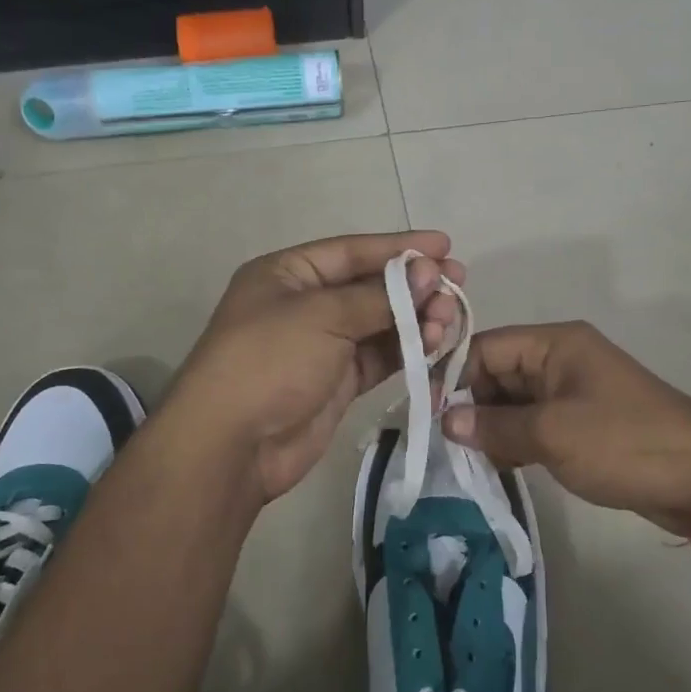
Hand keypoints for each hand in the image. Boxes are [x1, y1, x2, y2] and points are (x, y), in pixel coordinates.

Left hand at [166, 231, 464, 504]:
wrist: (232, 445)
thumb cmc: (269, 361)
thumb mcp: (323, 316)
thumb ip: (380, 296)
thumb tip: (430, 276)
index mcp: (288, 274)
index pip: (352, 250)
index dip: (400, 247)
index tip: (446, 246)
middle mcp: (305, 304)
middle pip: (370, 286)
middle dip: (415, 286)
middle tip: (458, 286)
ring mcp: (321, 345)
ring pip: (380, 323)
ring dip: (416, 319)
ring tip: (450, 320)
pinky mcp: (337, 382)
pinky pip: (379, 357)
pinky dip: (408, 351)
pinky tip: (437, 345)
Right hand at [444, 322, 690, 535]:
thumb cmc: (622, 442)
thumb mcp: (551, 433)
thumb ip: (493, 425)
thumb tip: (445, 422)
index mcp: (555, 344)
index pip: (487, 347)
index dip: (454, 376)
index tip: (429, 414)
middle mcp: (560, 359)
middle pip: (497, 372)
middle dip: (470, 404)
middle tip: (445, 444)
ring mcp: (571, 391)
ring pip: (513, 401)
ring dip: (490, 426)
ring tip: (464, 459)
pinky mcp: (581, 422)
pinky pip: (534, 422)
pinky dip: (514, 440)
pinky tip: (495, 465)